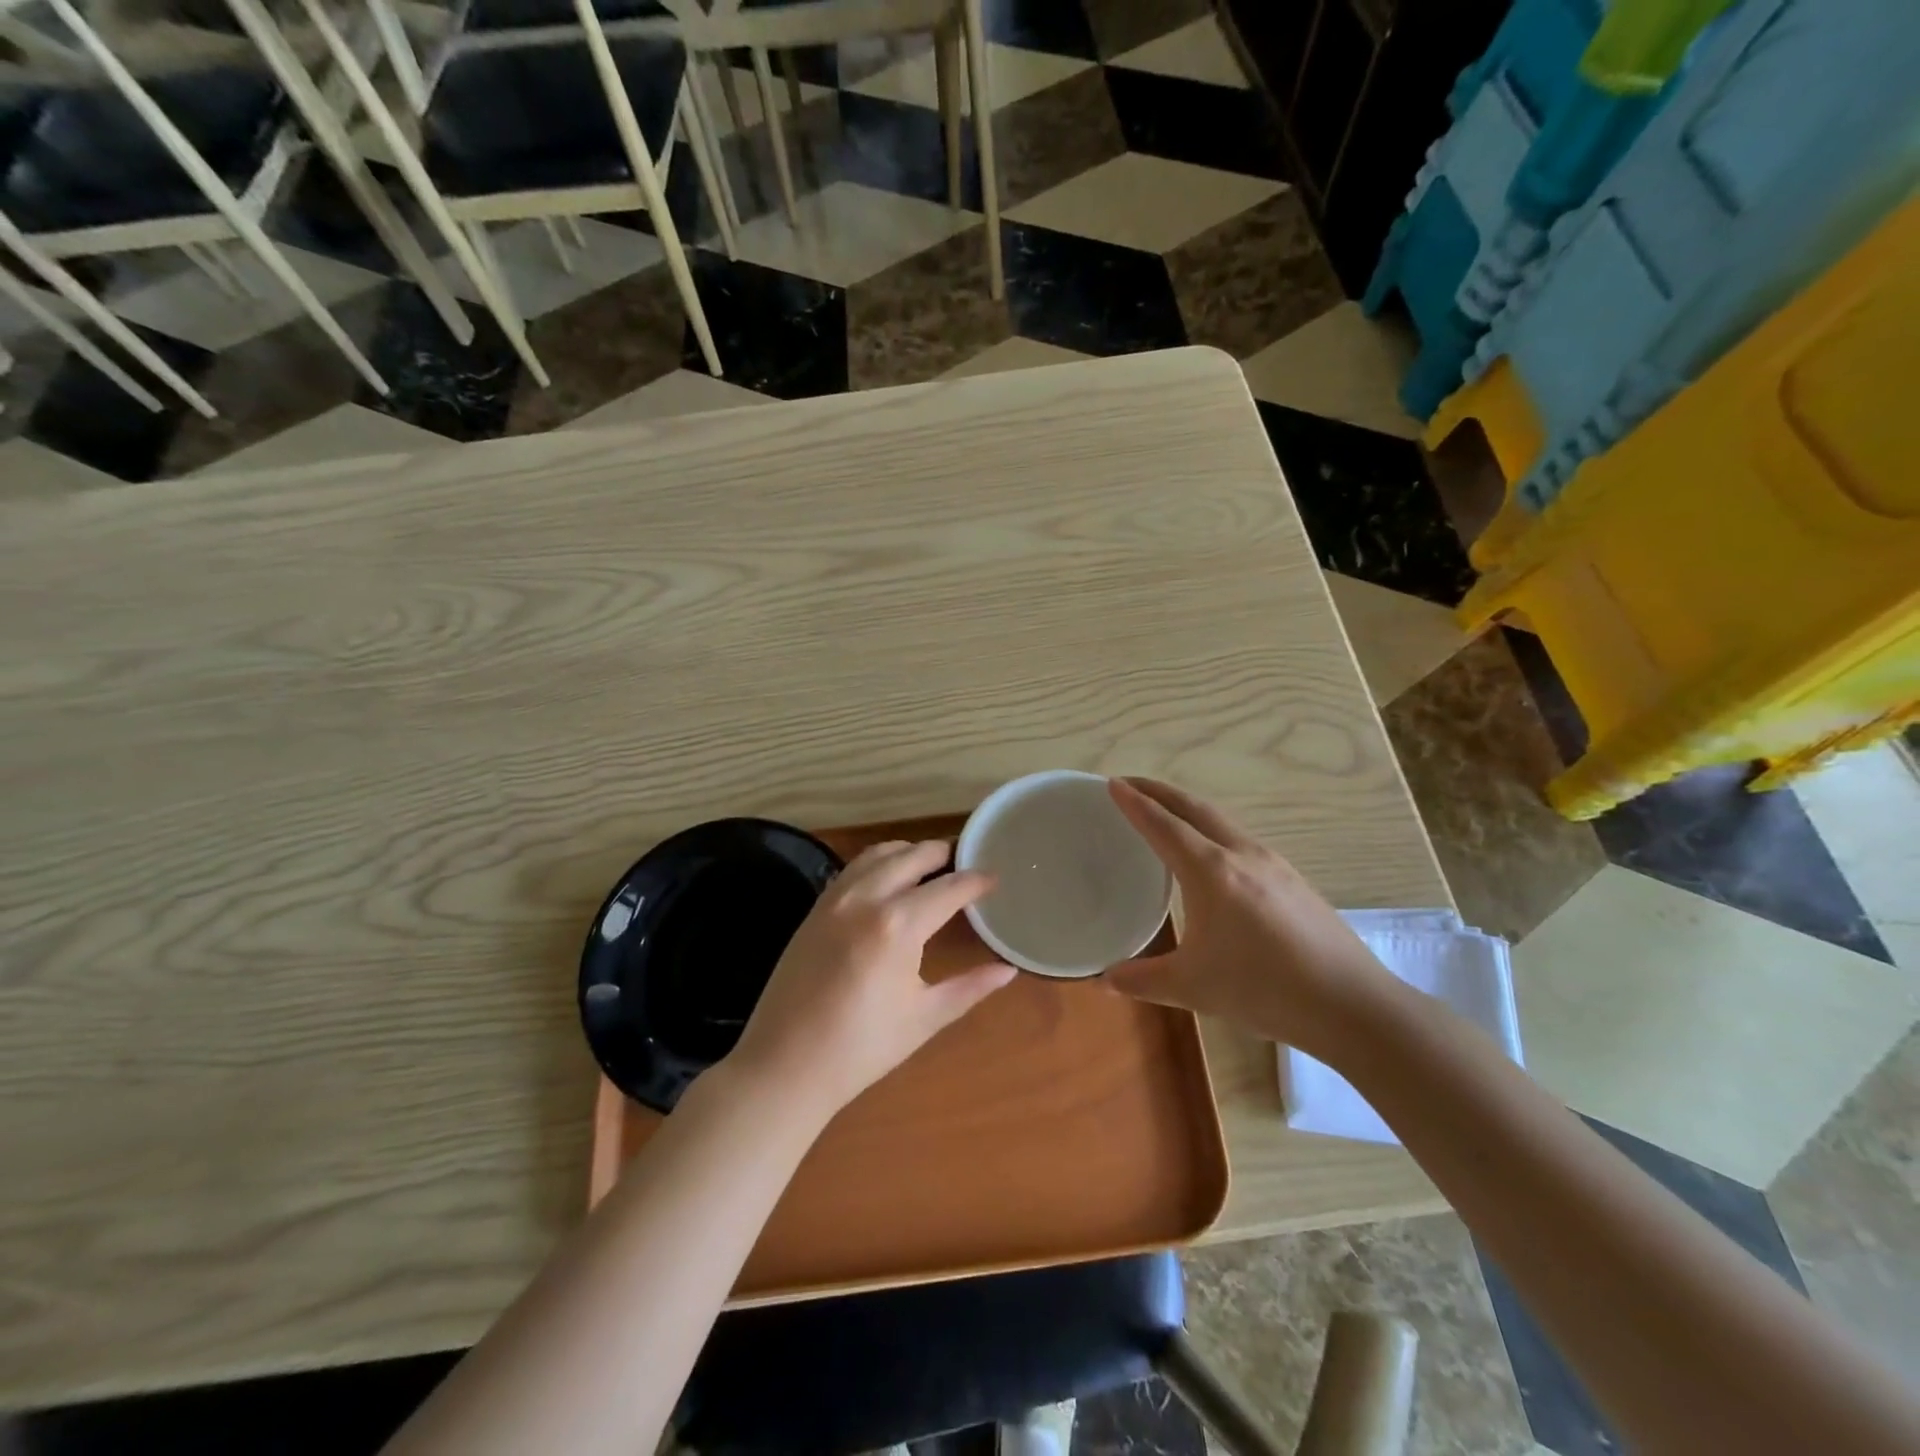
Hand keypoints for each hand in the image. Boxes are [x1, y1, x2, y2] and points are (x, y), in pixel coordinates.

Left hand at [724, 840, 1016, 1119]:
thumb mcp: (924, 1018)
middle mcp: (866, 898)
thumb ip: (970, 987)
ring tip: (930, 866)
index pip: (949, 887)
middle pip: (913, 855)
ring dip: (908, 852)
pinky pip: (852, 869)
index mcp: (898, 925)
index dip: (976, 880)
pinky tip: (888, 881)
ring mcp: (835, 899)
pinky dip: (877, 862)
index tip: (995, 878)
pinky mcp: (815, 908)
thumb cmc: (861, 1048)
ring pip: (879, 854)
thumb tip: (1007, 970)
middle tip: (965, 865)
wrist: (784, 1065)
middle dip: (944, 854)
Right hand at [1105, 779, 1400, 1057]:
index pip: (1163, 825)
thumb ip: (1143, 980)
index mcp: (1210, 871)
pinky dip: (1213, 829)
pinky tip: (1213, 854)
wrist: (1351, 1003)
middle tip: (1131, 784)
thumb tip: (1105, 979)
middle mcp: (1241, 854)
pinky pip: (1241, 838)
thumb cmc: (1264, 989)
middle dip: (1159, 791)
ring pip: (1221, 820)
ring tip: (1167, 813)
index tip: (1113, 784)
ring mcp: (1273, 863)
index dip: (1135, 803)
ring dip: (1188, 808)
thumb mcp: (1193, 988)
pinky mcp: (1292, 878)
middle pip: (1193, 808)